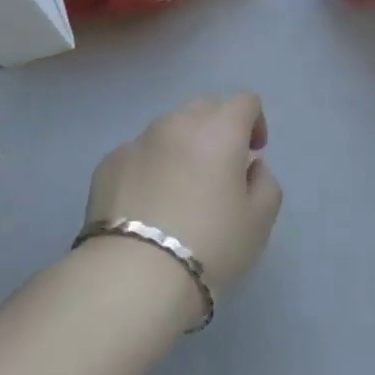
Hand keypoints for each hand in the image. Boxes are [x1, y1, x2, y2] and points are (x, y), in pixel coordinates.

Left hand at [84, 93, 282, 298]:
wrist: (135, 274)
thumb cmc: (210, 244)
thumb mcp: (259, 222)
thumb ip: (265, 183)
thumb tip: (250, 166)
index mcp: (219, 130)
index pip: (244, 101)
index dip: (255, 121)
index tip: (253, 153)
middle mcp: (177, 123)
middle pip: (205, 107)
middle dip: (218, 129)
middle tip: (220, 169)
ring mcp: (138, 140)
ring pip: (168, 129)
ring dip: (182, 146)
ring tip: (180, 190)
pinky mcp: (109, 161)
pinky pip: (139, 153)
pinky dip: (150, 167)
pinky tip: (148, 206)